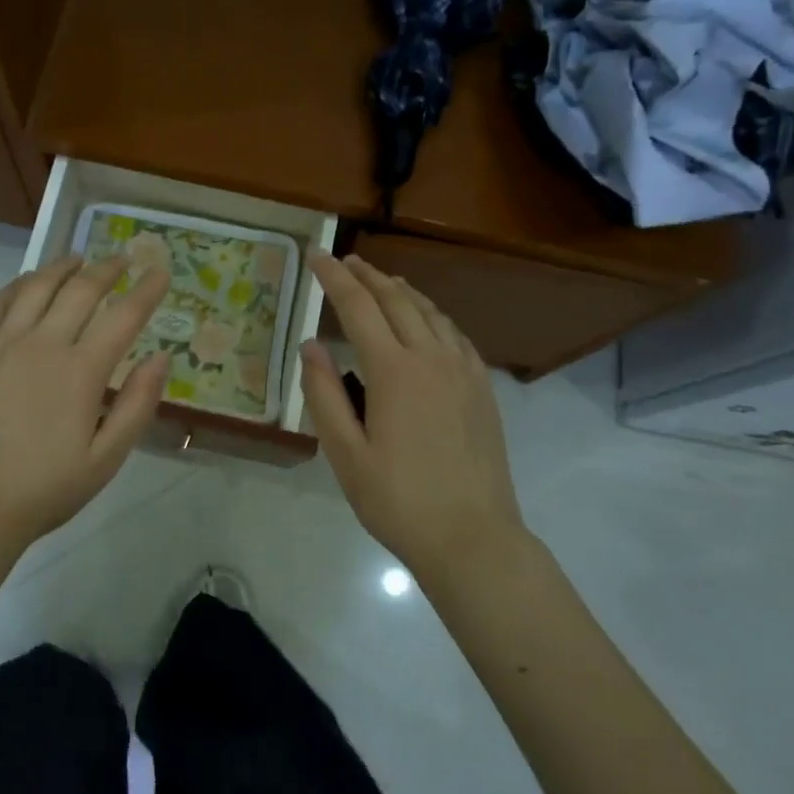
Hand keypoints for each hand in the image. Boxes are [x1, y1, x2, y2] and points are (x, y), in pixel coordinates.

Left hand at [0, 254, 170, 559]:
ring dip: (62, 267)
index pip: (123, 316)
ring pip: (36, 287)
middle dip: (107, 270)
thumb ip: (137, 405)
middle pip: (80, 290)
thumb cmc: (45, 487)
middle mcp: (43, 344)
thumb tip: (160, 358)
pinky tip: (28, 282)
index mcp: (81, 371)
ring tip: (78, 259)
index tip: (161, 272)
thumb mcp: (107, 459)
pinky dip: (19, 284)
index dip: (146, 291)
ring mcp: (3, 344)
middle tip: (123, 259)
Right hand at [300, 251, 526, 577]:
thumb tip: (311, 345)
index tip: (316, 255)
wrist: (471, 537)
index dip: (334, 278)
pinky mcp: (482, 389)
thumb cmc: (397, 500)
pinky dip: (433, 315)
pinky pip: (454, 334)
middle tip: (344, 260)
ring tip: (381, 281)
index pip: (358, 307)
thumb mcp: (345, 453)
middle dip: (367, 276)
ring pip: (430, 312)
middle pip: (397, 300)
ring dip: (401, 290)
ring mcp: (463, 371)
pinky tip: (427, 321)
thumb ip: (324, 393)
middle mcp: (431, 358)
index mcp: (394, 371)